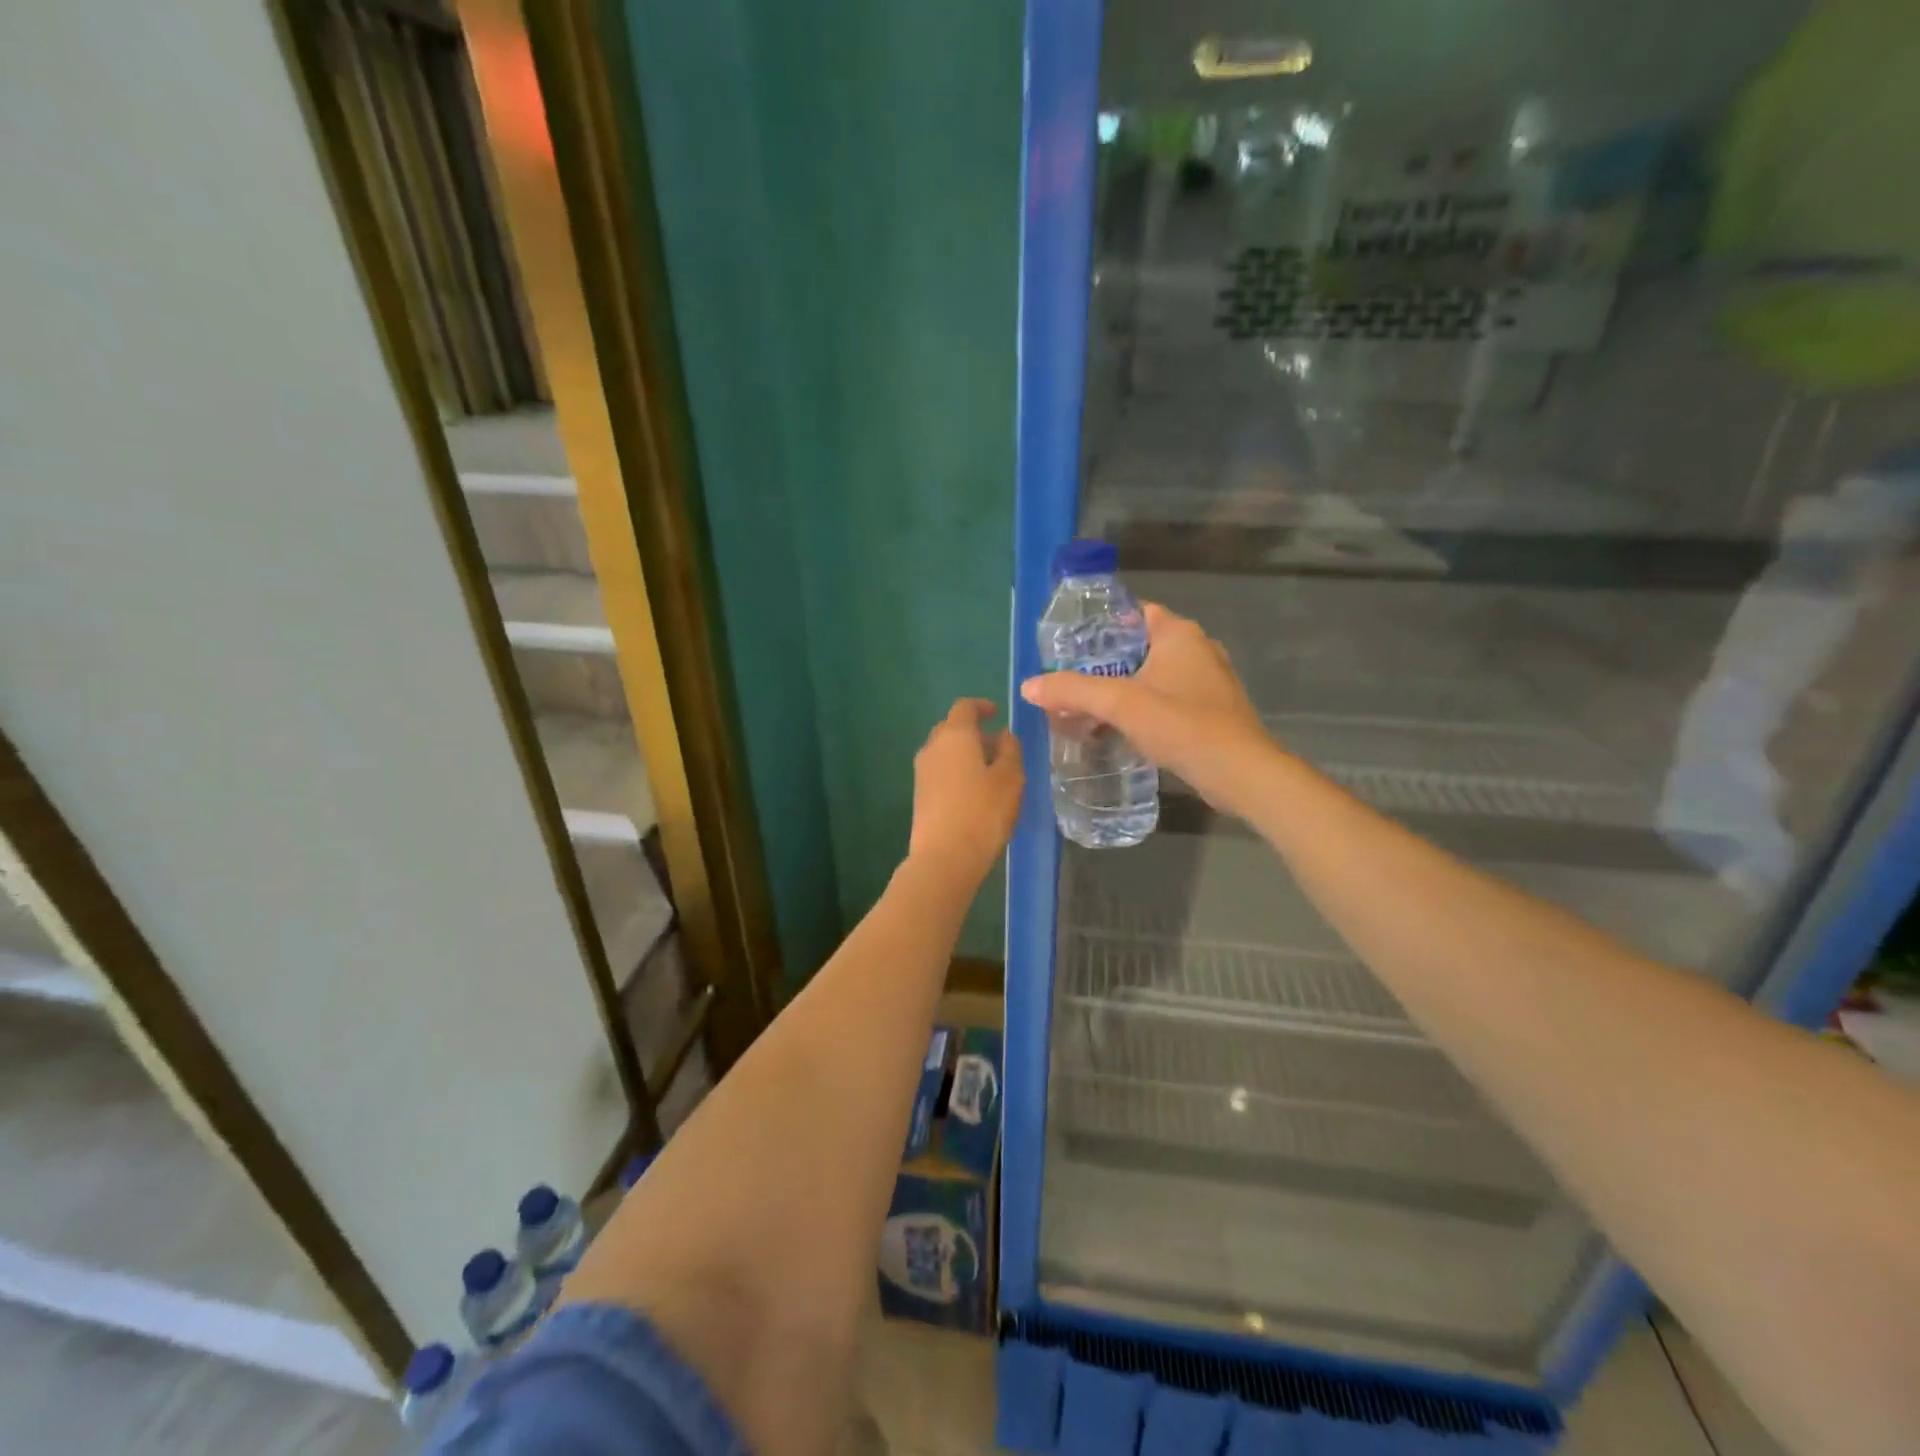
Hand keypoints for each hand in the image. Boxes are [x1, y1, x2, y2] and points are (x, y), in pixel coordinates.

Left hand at [909, 699, 1023, 879]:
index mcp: (954, 735)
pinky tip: (975, 793)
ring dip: (966, 754)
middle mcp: (932, 747)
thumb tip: (1004, 735)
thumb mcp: (1010, 778)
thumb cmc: (983, 812)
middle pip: (951, 728)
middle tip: (999, 747)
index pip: (964, 707)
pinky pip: (940, 771)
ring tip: (991, 773)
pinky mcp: (919, 795)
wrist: (944, 857)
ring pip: (945, 751)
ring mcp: (922, 772)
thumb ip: (1010, 750)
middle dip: (975, 733)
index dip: (981, 706)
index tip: (996, 714)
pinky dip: (957, 772)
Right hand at [1020, 604, 1274, 816]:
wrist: (1239, 773)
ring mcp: (1208, 682)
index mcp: (1180, 634)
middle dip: (1107, 662)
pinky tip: (1119, 728)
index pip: (1136, 613)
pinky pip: (1167, 700)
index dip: (1104, 624)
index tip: (1071, 642)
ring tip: (1088, 705)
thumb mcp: (1120, 704)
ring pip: (1154, 676)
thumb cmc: (1182, 724)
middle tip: (1071, 678)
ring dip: (1124, 689)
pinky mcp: (1211, 712)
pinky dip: (1143, 708)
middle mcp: (1198, 649)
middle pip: (1141, 646)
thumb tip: (1028, 686)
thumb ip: (1073, 691)